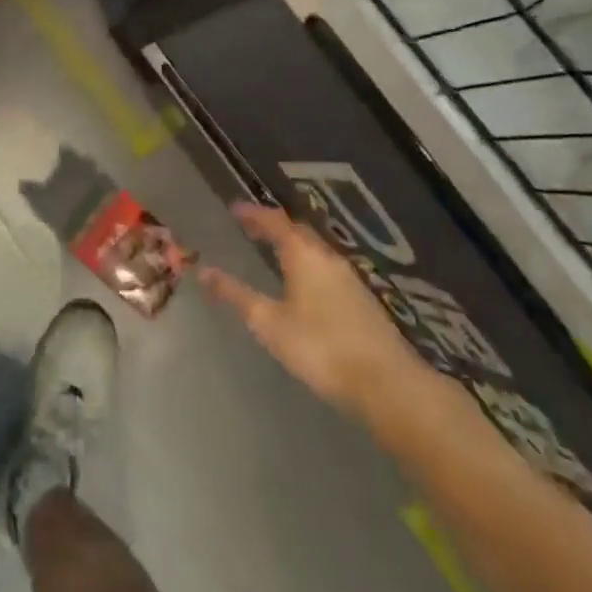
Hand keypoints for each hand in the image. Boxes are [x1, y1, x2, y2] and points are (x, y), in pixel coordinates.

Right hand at [201, 203, 419, 419]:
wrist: (387, 383)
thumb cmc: (321, 348)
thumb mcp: (270, 324)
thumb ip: (237, 296)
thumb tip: (204, 271)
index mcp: (303, 254)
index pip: (274, 221)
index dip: (253, 213)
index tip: (234, 208)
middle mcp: (327, 257)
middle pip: (298, 231)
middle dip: (274, 226)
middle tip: (252, 228)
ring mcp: (349, 277)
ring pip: (315, 249)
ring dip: (293, 245)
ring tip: (275, 252)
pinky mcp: (362, 299)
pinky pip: (327, 267)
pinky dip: (308, 263)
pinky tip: (305, 285)